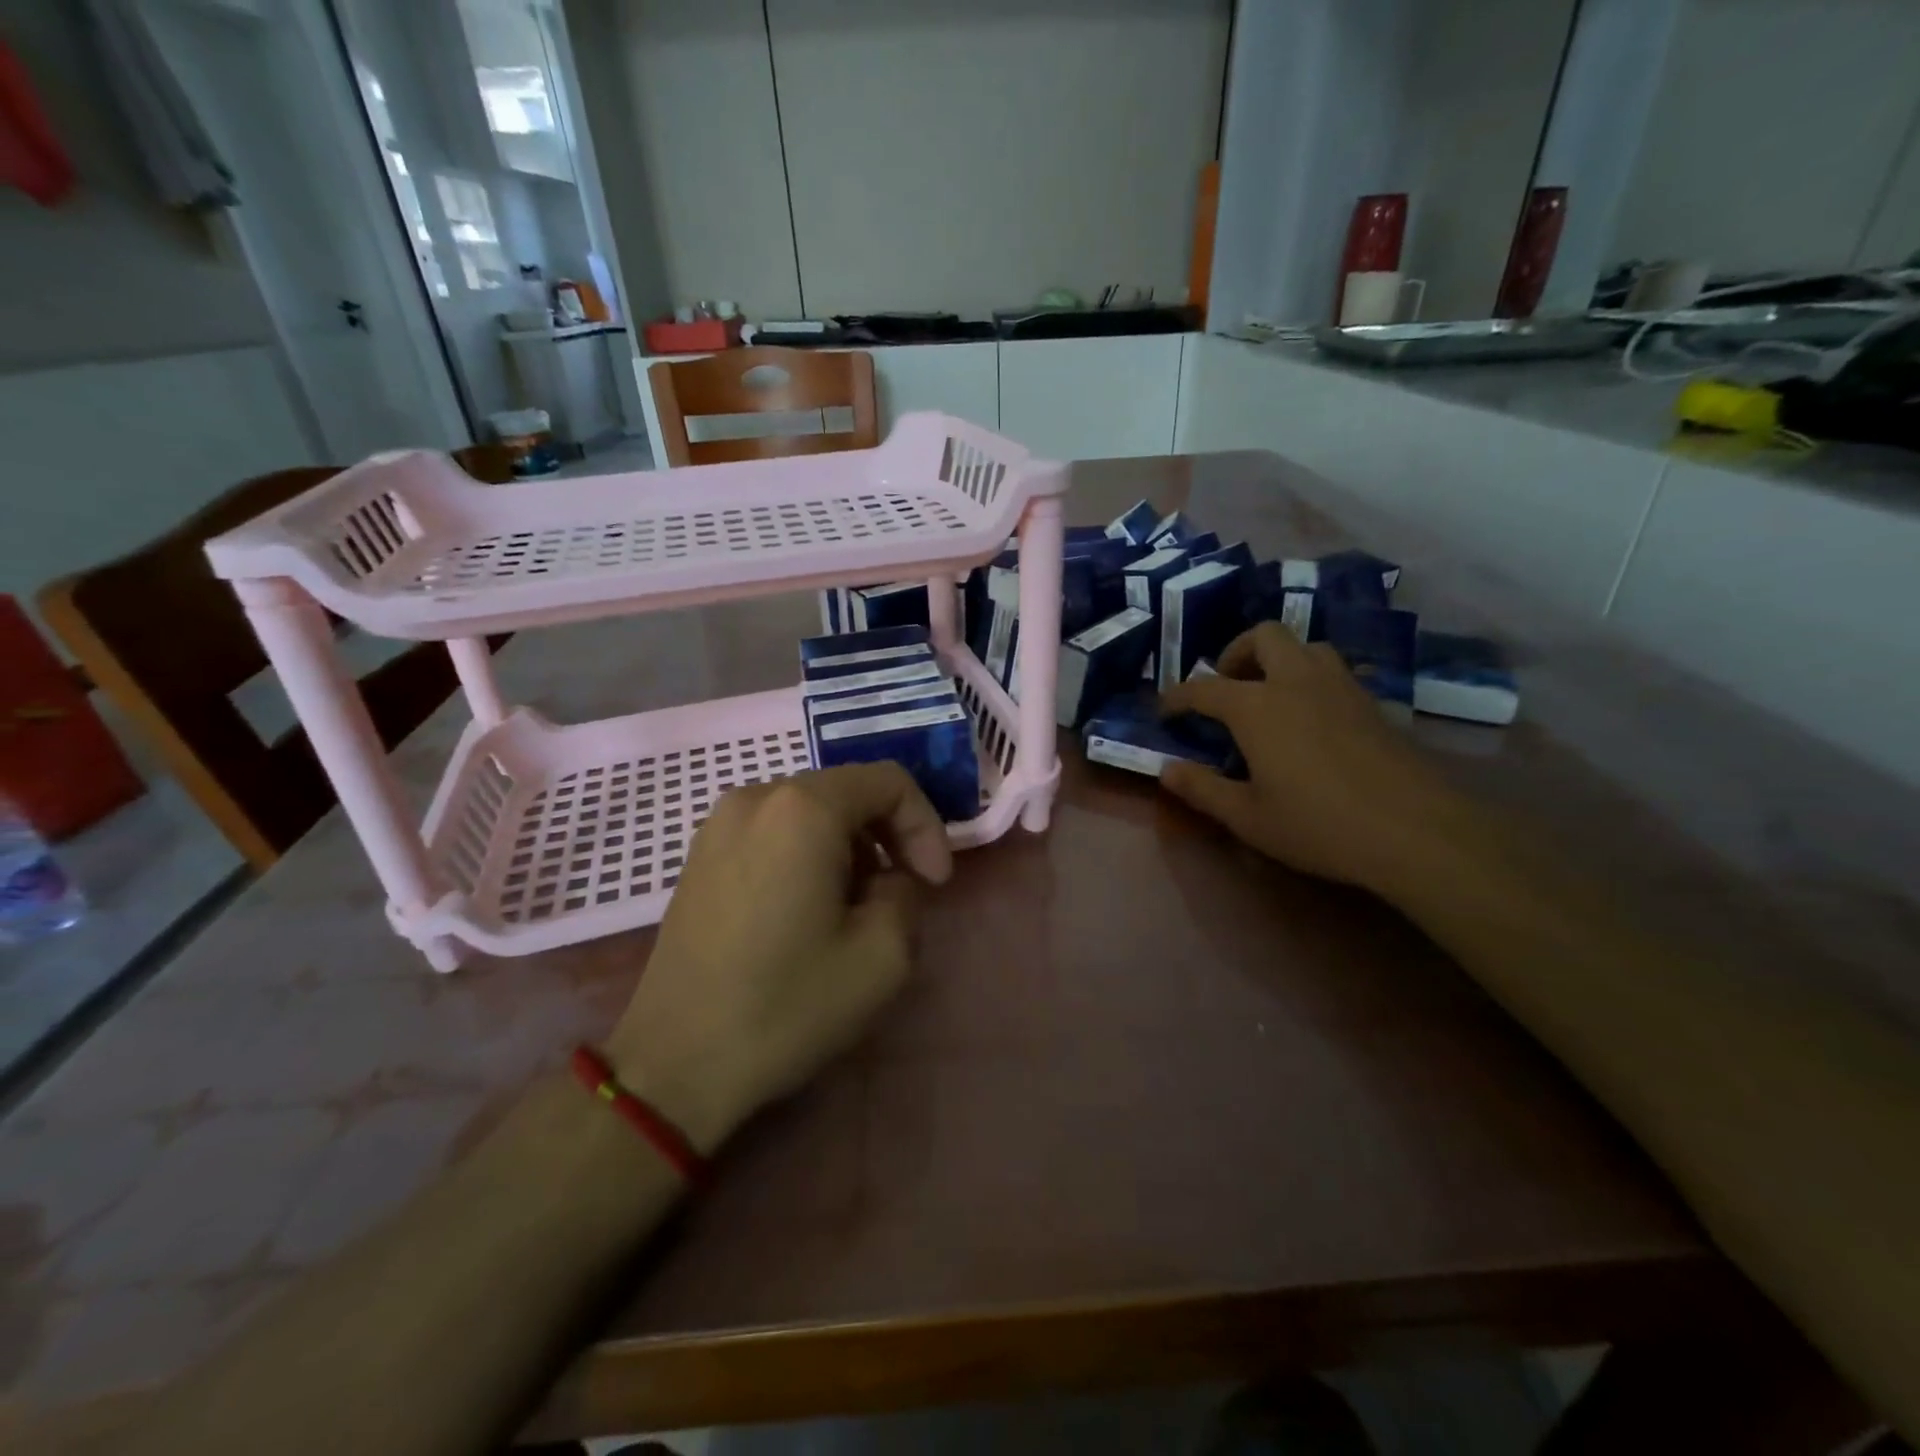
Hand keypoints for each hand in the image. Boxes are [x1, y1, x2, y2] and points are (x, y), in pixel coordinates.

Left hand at [605, 763, 952, 1152]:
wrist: (675, 1062)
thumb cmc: (786, 1005)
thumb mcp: (884, 954)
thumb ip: (906, 892)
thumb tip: (887, 879)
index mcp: (802, 809)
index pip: (889, 782)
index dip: (926, 826)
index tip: (934, 884)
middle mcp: (756, 797)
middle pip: (848, 791)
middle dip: (889, 836)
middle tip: (904, 892)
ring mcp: (718, 824)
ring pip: (811, 812)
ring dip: (850, 848)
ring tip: (855, 908)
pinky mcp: (700, 855)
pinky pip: (774, 832)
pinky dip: (808, 854)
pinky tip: (808, 910)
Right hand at [1157, 621, 1469, 891]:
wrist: (1415, 830)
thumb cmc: (1318, 825)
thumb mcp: (1247, 817)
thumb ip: (1201, 788)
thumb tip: (1166, 769)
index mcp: (1256, 706)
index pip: (1204, 688)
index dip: (1178, 697)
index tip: (1166, 711)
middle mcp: (1296, 681)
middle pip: (1263, 636)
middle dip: (1236, 653)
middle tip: (1227, 686)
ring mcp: (1340, 687)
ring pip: (1306, 645)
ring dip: (1280, 659)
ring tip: (1269, 695)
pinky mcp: (1373, 702)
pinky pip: (1334, 671)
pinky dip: (1312, 679)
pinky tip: (1312, 717)